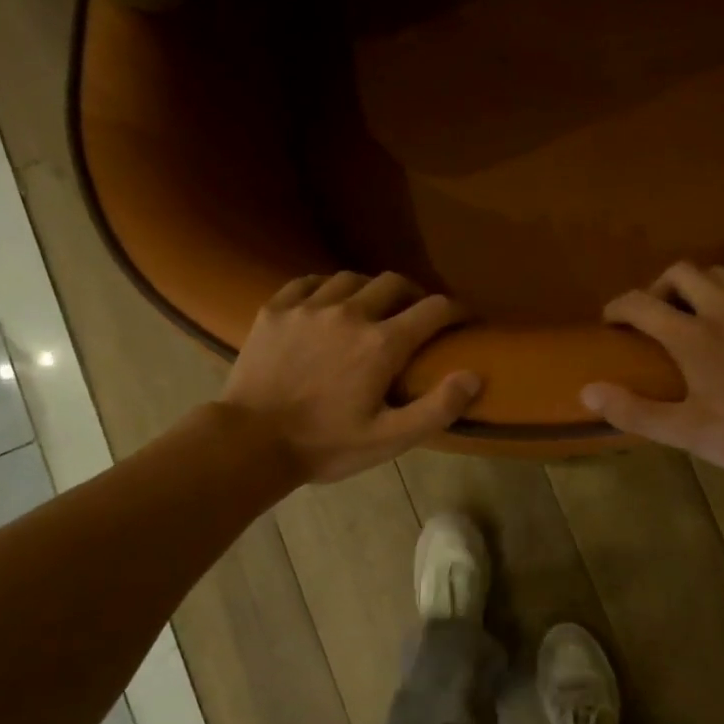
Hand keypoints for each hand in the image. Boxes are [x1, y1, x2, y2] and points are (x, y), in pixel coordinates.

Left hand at [221, 271, 480, 483]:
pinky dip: (327, 287)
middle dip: (415, 294)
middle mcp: (350, 313)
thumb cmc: (325, 445)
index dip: (457, 310)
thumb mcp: (389, 439)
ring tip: (373, 308)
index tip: (465, 318)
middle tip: (418, 314)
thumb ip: (437, 408)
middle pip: (394, 283)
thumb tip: (474, 375)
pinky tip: (327, 302)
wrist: (250, 442)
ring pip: (352, 278)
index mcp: (382, 343)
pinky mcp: (275, 310)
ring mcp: (308, 307)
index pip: (434, 309)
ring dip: (371, 289)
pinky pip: (308, 281)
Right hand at [580, 264, 723, 478]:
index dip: (618, 307)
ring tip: (704, 313)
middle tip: (659, 314)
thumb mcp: (687, 432)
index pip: (641, 304)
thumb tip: (587, 390)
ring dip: (704, 288)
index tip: (611, 320)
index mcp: (694, 336)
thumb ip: (634, 410)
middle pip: (682, 272)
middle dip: (661, 287)